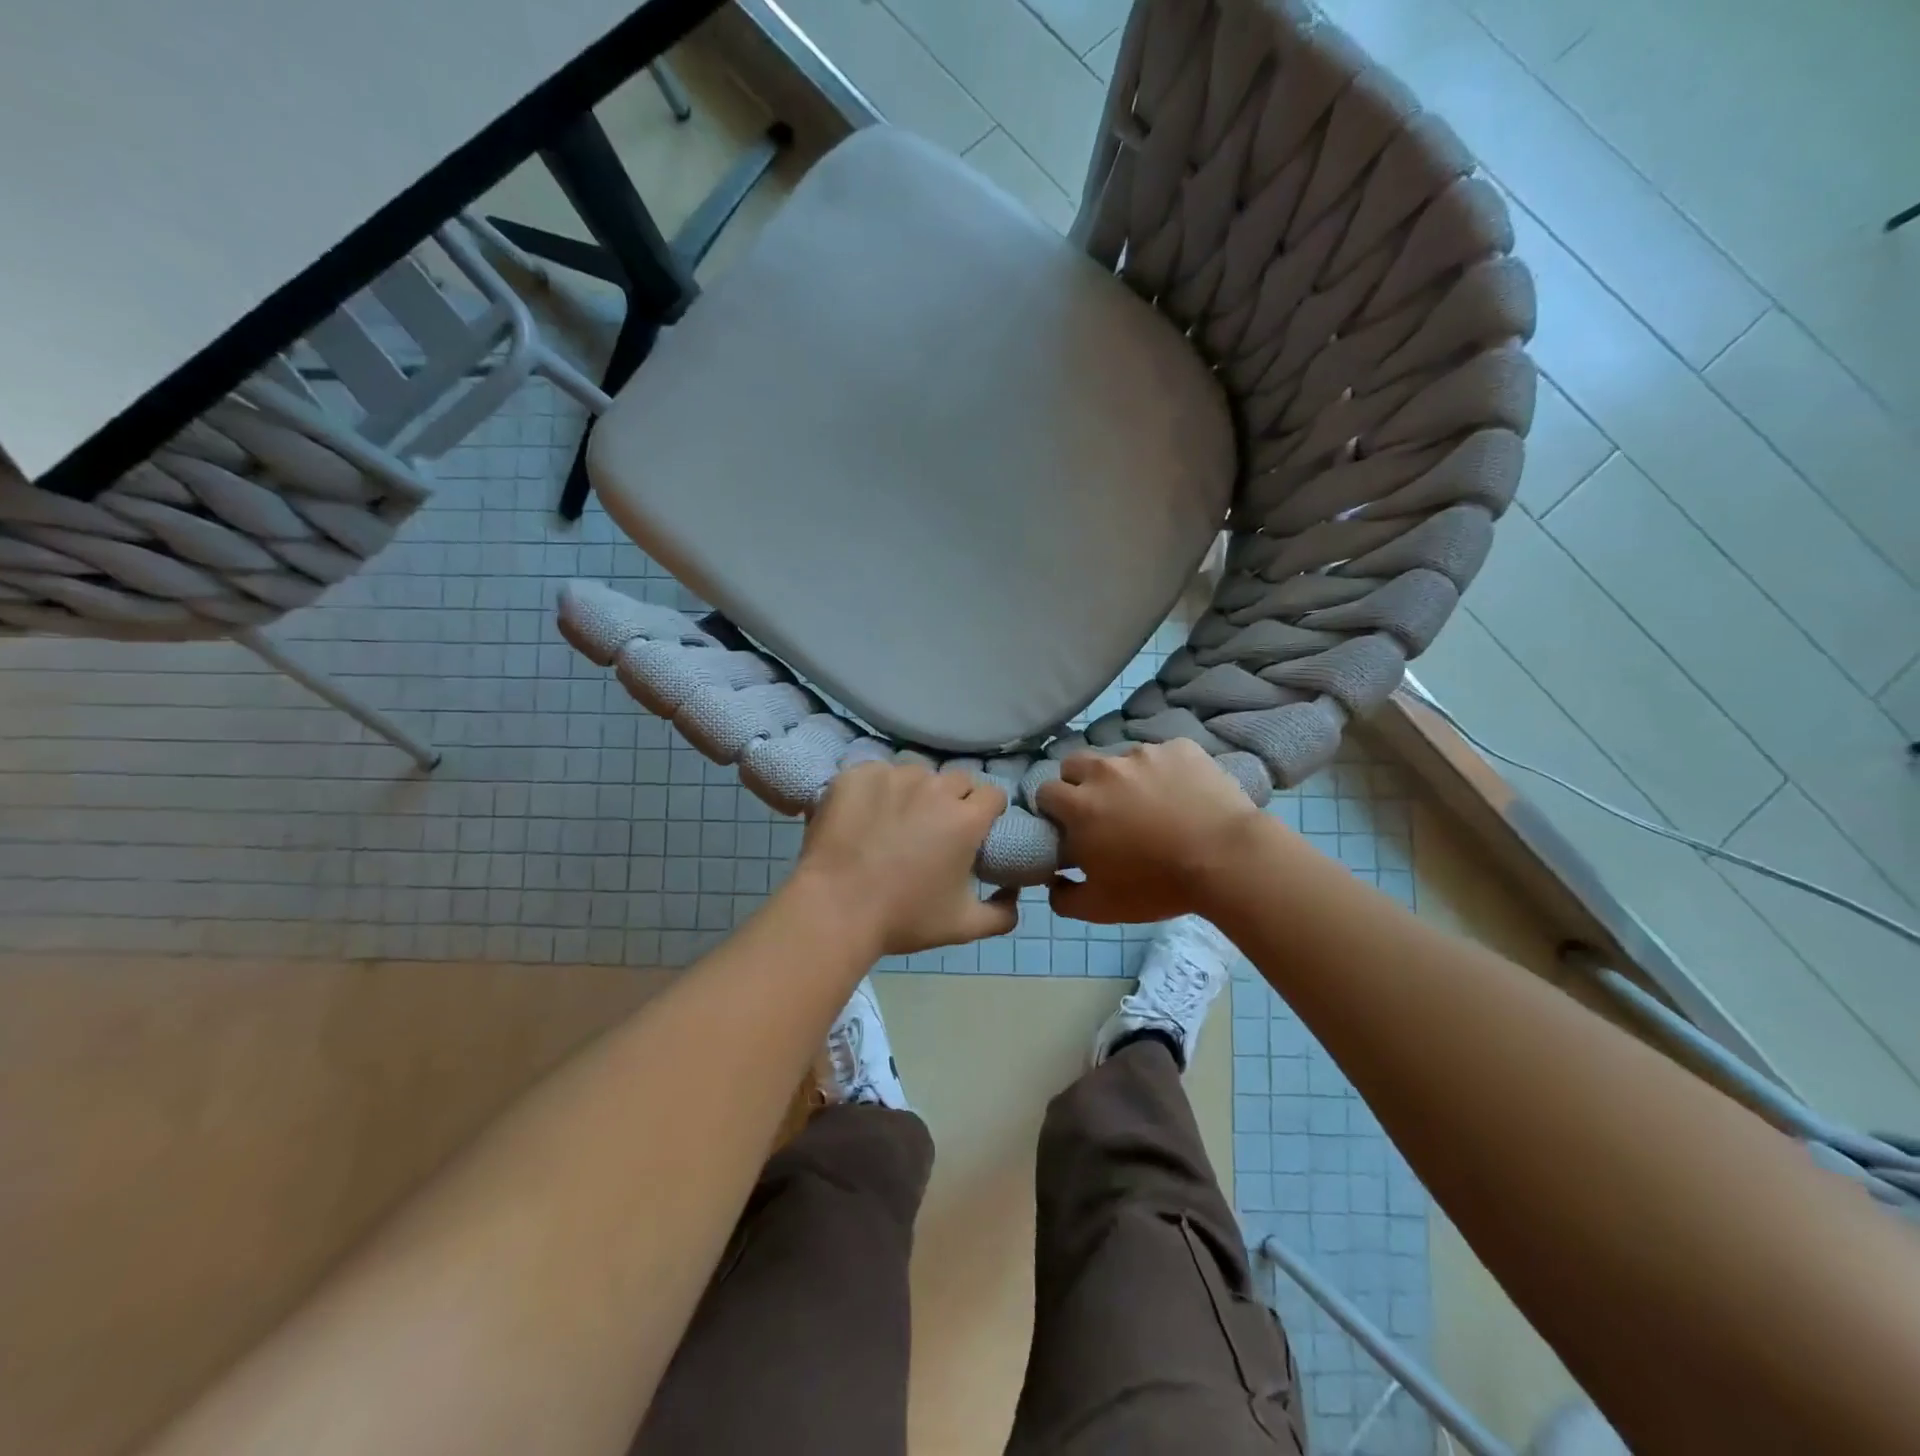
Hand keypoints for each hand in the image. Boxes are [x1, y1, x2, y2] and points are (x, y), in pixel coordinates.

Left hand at [794, 762, 1018, 956]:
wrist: (834, 909)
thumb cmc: (903, 918)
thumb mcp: (963, 926)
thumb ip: (1002, 914)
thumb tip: (1014, 893)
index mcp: (966, 818)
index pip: (993, 794)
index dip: (987, 811)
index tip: (975, 829)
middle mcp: (934, 788)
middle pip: (957, 780)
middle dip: (954, 799)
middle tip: (935, 828)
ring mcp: (893, 776)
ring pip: (917, 773)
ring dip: (915, 791)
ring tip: (896, 820)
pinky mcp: (857, 774)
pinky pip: (878, 773)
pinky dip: (877, 789)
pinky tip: (865, 814)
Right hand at [1036, 739, 1266, 922]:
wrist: (1227, 859)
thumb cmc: (1158, 885)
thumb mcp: (1102, 908)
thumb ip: (1064, 898)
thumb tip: (1053, 882)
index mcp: (1079, 805)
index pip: (1045, 792)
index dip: (1053, 809)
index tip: (1068, 826)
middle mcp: (1104, 770)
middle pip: (1074, 764)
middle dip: (1079, 783)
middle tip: (1102, 810)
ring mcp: (1144, 754)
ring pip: (1120, 758)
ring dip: (1124, 777)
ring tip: (1150, 802)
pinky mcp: (1180, 748)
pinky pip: (1163, 754)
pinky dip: (1166, 771)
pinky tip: (1183, 793)